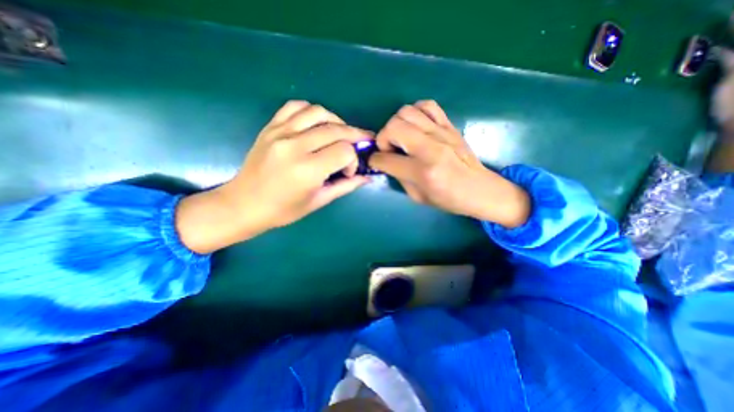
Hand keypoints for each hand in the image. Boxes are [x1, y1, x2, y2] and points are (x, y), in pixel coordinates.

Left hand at [175, 100, 372, 252]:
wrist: (244, 204)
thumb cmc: (283, 210)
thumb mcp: (318, 201)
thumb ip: (345, 186)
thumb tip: (367, 177)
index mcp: (308, 170)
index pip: (344, 151)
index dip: (354, 160)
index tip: (348, 172)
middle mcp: (295, 146)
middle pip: (336, 130)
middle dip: (354, 136)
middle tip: (361, 143)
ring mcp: (280, 133)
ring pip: (318, 112)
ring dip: (336, 121)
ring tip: (341, 133)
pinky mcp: (270, 127)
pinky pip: (295, 107)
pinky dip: (312, 111)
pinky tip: (317, 123)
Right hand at [371, 100, 529, 227]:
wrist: (480, 189)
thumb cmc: (448, 199)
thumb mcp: (417, 197)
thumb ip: (399, 177)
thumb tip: (386, 162)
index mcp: (422, 172)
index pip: (386, 159)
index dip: (375, 160)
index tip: (376, 161)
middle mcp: (430, 148)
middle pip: (394, 127)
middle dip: (383, 138)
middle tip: (390, 149)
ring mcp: (441, 133)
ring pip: (406, 111)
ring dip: (397, 124)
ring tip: (402, 138)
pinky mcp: (450, 125)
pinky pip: (427, 105)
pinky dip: (415, 112)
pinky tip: (416, 126)